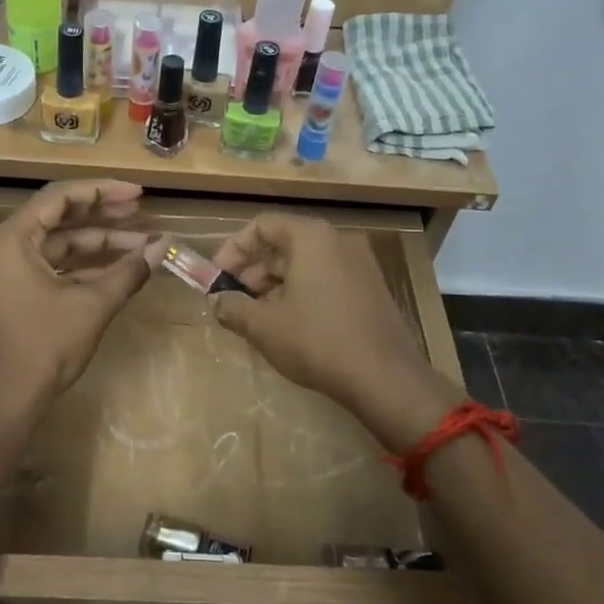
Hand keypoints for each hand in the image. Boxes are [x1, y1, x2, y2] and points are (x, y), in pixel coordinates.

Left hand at [0, 181, 152, 417]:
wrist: (6, 400)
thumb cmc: (44, 344)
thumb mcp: (93, 305)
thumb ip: (128, 272)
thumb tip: (163, 248)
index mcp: (14, 238)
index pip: (61, 197)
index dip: (103, 190)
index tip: (138, 193)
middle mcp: (7, 247)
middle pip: (60, 217)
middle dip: (104, 215)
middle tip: (142, 210)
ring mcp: (10, 271)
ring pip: (60, 244)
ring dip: (99, 244)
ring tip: (141, 244)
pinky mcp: (18, 293)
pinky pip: (54, 266)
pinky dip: (85, 267)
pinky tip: (120, 270)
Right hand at [209, 213, 458, 449]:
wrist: (385, 378)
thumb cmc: (317, 341)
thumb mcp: (264, 326)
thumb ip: (233, 307)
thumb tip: (217, 301)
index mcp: (311, 237)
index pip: (262, 225)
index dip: (234, 249)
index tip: (218, 278)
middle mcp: (338, 240)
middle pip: (284, 242)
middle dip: (253, 270)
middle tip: (234, 300)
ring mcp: (360, 263)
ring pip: (306, 262)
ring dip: (275, 283)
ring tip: (258, 317)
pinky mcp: (371, 287)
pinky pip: (326, 277)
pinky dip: (302, 291)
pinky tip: (290, 324)